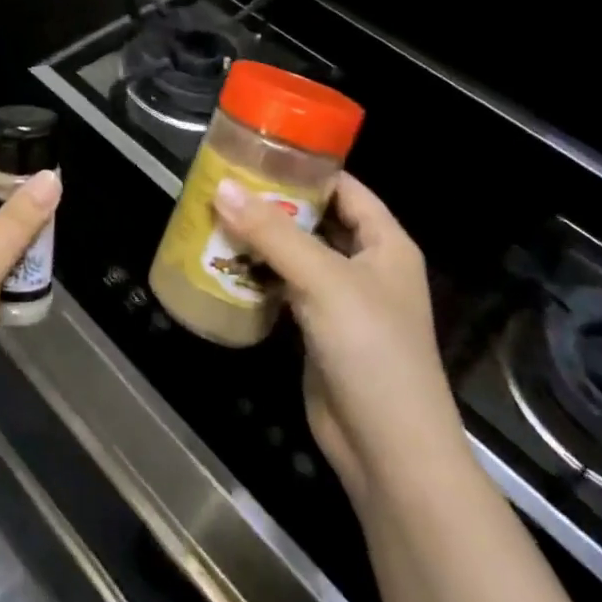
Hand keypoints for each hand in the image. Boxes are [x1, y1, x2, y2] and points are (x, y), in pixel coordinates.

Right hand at [213, 174, 465, 502]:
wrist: (388, 449)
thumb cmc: (371, 350)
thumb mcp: (322, 280)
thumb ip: (271, 232)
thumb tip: (220, 187)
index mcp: (385, 243)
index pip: (345, 188)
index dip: (306, 169)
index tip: (258, 152)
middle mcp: (366, 266)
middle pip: (315, 220)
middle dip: (272, 204)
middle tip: (223, 185)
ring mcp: (342, 301)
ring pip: (296, 256)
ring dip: (260, 241)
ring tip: (213, 217)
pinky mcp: (318, 331)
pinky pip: (284, 289)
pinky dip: (258, 276)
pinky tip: (223, 264)